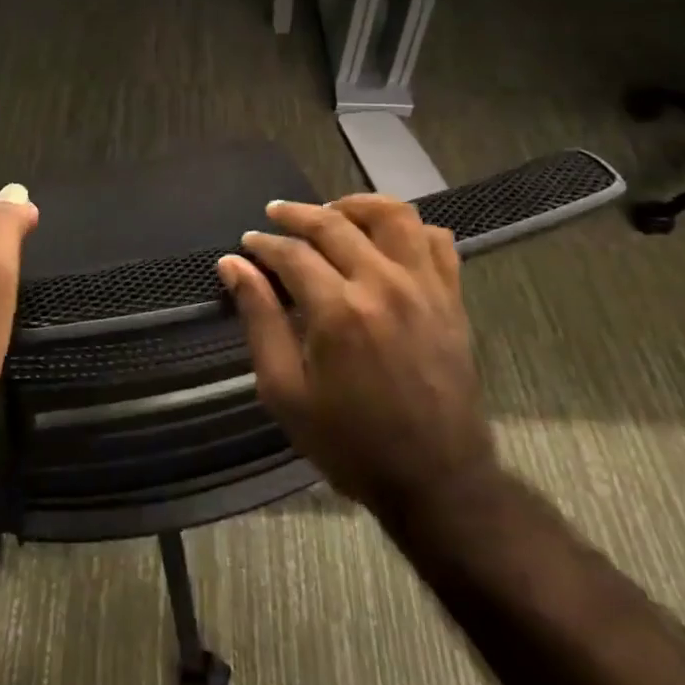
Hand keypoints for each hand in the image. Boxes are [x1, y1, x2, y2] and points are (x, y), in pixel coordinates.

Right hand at [217, 194, 495, 520]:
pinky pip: (436, 241)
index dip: (264, 244)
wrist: (436, 479)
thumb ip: (259, 319)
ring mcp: (425, 287)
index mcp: (339, 310)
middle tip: (275, 215)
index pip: (293, 253)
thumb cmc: (350, 442)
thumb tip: (232, 265)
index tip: (247, 244)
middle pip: (335, 223)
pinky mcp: (452, 298)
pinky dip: (409, 229)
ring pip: (393, 215)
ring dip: (356, 205)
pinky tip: (387, 240)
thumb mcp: (285, 390)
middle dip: (297, 214)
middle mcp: (384, 284)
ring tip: (332, 212)